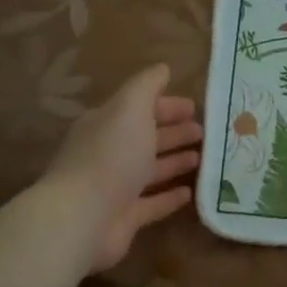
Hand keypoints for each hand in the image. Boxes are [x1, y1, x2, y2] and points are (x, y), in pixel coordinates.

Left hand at [44, 64, 201, 272]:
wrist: (82, 216)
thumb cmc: (110, 155)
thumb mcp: (130, 107)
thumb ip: (147, 86)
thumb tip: (163, 68)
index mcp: (107, 124)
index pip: (140, 109)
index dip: (167, 105)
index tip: (195, 107)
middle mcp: (109, 153)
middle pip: (146, 138)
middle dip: (175, 132)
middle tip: (204, 133)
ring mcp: (116, 187)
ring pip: (151, 170)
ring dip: (175, 162)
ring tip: (202, 158)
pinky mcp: (125, 218)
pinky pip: (152, 204)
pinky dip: (170, 197)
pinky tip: (190, 193)